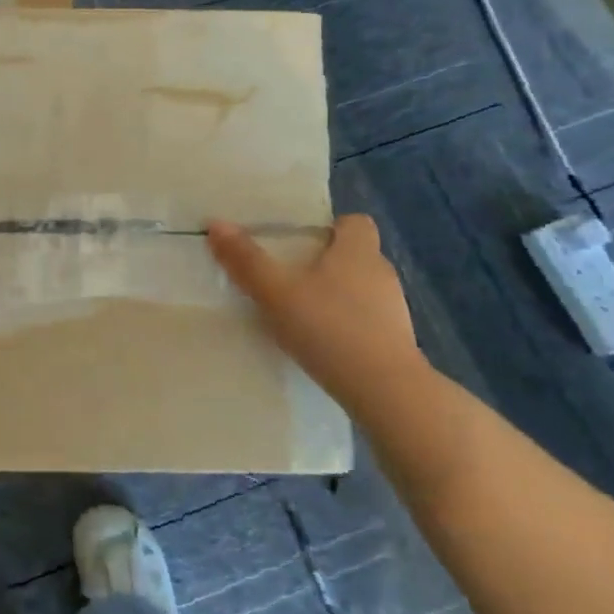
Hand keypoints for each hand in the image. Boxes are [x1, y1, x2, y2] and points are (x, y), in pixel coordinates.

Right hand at [207, 214, 423, 404]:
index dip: (330, 227)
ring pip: (361, 290)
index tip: (301, 242)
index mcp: (357, 251)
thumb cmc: (330, 327)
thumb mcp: (276, 292)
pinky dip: (347, 326)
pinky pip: (367, 322)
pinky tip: (322, 345)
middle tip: (288, 277)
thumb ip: (246, 260)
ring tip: (302, 314)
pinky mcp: (396, 343)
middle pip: (355, 256)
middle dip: (325, 263)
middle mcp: (381, 273)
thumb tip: (216, 223)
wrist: (385, 391)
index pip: (354, 222)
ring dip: (336, 297)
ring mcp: (394, 310)